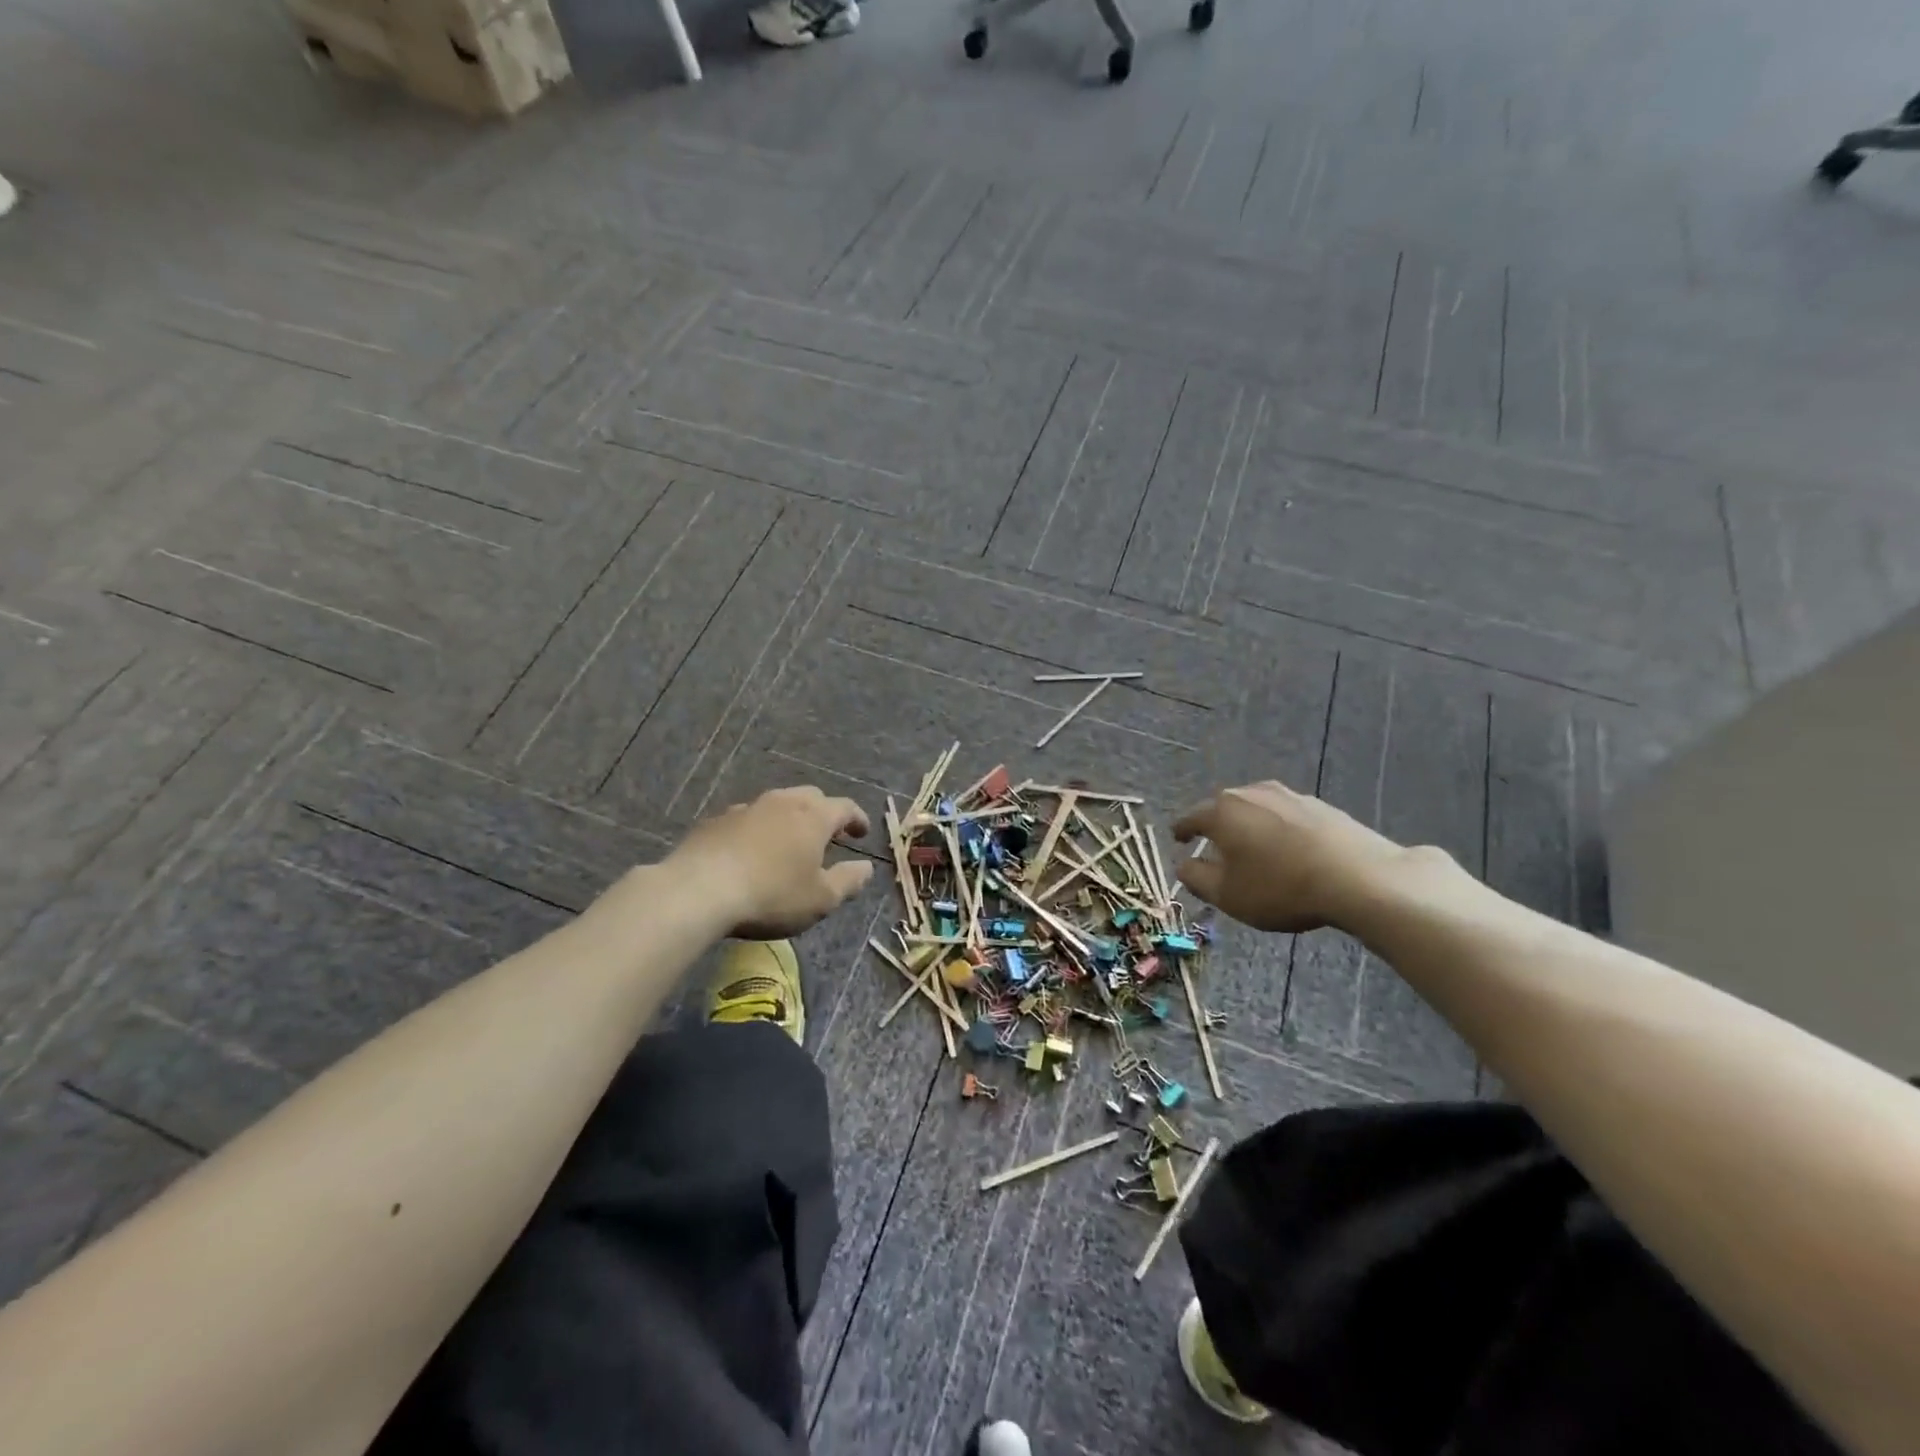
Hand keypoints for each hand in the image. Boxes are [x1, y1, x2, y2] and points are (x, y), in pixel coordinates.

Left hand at [670, 787, 874, 938]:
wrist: (698, 891)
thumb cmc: (771, 895)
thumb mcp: (821, 899)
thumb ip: (848, 881)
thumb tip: (866, 867)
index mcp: (813, 816)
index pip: (845, 807)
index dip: (857, 819)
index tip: (861, 832)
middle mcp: (782, 802)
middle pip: (810, 797)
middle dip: (823, 813)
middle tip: (828, 835)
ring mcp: (746, 808)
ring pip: (776, 805)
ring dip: (788, 819)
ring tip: (788, 842)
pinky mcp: (716, 821)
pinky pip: (746, 819)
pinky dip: (757, 830)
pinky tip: (751, 851)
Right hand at [1173, 780, 1427, 933]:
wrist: (1360, 878)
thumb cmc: (1281, 887)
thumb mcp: (1228, 895)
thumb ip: (1197, 878)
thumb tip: (1184, 865)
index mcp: (1222, 812)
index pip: (1191, 817)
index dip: (1181, 830)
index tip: (1177, 839)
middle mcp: (1251, 793)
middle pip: (1224, 808)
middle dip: (1217, 827)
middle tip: (1215, 849)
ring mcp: (1288, 795)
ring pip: (1256, 809)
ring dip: (1249, 827)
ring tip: (1254, 849)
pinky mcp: (1320, 805)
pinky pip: (1286, 816)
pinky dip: (1279, 829)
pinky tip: (1289, 850)